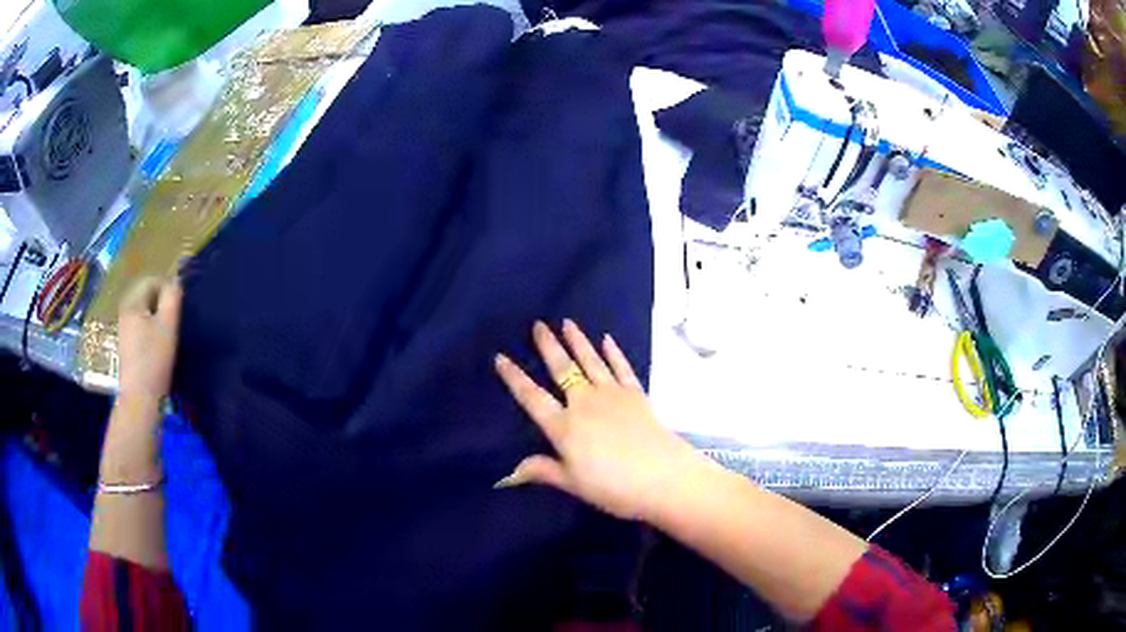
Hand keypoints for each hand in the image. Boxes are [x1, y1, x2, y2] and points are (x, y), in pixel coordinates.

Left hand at [117, 277, 181, 408]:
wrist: (139, 401)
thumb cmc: (154, 361)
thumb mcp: (168, 326)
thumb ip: (172, 298)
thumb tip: (176, 280)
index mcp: (132, 303)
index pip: (151, 281)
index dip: (168, 288)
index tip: (180, 306)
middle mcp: (124, 311)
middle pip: (146, 296)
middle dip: (161, 303)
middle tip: (176, 321)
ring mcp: (123, 330)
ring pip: (143, 313)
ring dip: (157, 318)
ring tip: (169, 334)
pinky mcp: (126, 347)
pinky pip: (140, 327)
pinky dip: (150, 331)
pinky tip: (158, 348)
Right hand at [494, 320, 703, 521]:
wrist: (663, 478)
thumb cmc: (613, 487)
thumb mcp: (573, 483)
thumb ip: (542, 471)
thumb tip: (507, 473)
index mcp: (564, 426)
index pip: (532, 397)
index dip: (514, 377)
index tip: (501, 357)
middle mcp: (585, 403)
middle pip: (563, 369)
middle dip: (548, 346)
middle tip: (538, 324)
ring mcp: (613, 395)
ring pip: (590, 361)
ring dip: (578, 341)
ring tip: (567, 322)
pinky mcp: (636, 395)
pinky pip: (621, 368)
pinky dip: (614, 353)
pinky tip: (607, 340)